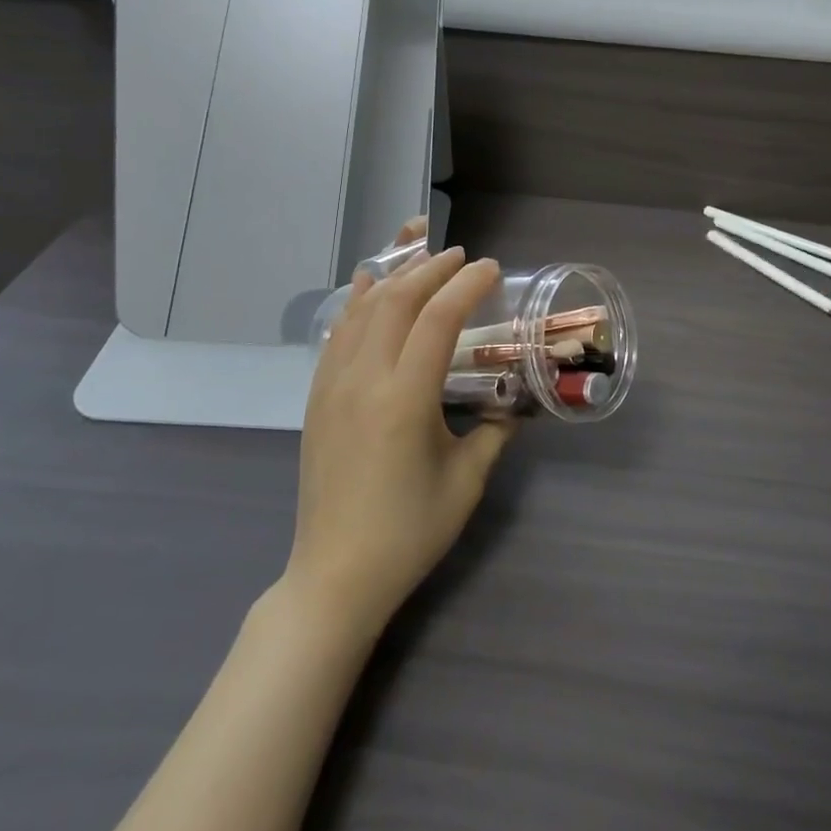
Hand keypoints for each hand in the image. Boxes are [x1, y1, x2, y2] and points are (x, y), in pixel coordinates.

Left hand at [287, 222, 515, 631]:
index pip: (438, 319)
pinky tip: (367, 288)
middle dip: (431, 268)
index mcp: (404, 399)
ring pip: (362, 310)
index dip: (465, 285)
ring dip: (394, 276)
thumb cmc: (409, 532)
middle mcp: (363, 379)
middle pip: (396, 301)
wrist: (336, 574)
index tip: (489, 269)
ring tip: (420, 256)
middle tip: (461, 256)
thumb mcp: (466, 481)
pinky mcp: (317, 397)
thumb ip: (494, 431)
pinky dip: (356, 302)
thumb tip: (513, 402)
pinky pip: (337, 333)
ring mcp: (333, 385)